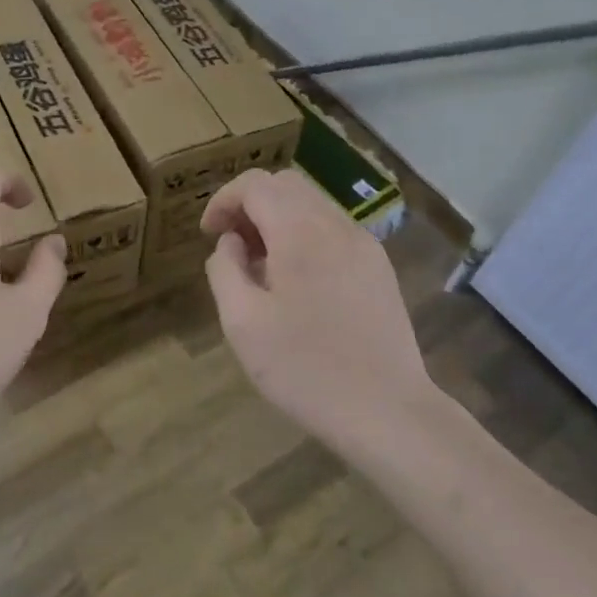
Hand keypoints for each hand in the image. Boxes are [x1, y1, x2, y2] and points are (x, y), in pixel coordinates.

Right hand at [201, 168, 437, 449]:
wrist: (387, 412)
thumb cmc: (305, 369)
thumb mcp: (243, 323)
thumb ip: (225, 270)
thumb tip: (231, 243)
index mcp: (300, 231)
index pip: (255, 184)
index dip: (223, 201)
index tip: (208, 235)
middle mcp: (336, 225)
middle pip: (285, 185)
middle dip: (250, 205)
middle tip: (232, 246)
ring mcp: (365, 245)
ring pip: (312, 205)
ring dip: (277, 220)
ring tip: (261, 267)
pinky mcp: (379, 268)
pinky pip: (333, 231)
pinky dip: (304, 236)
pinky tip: (297, 283)